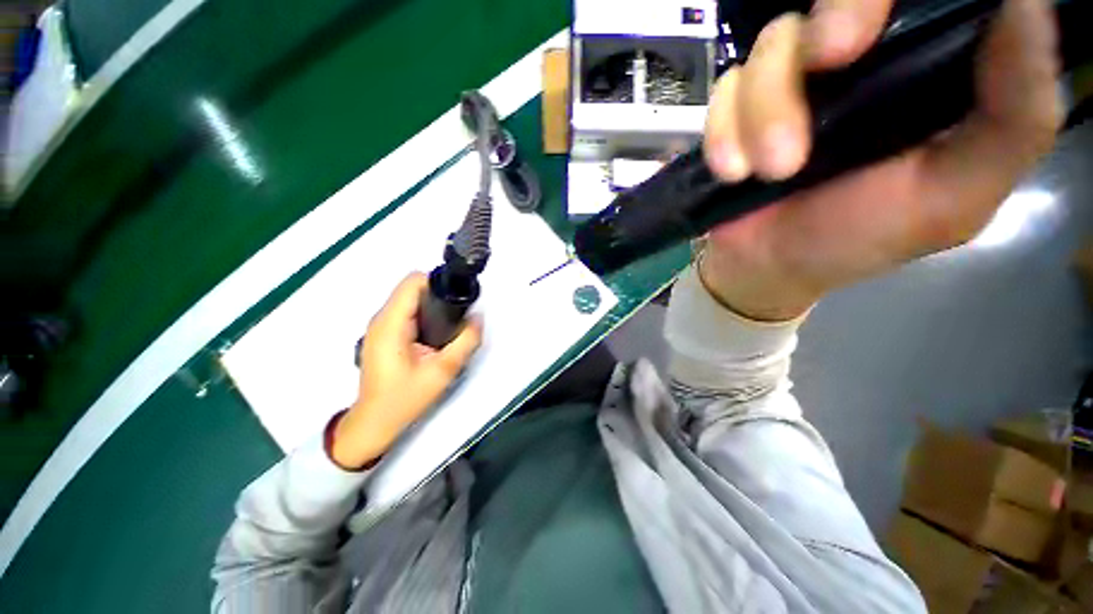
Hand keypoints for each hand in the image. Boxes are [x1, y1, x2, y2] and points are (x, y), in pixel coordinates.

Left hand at [331, 273, 482, 469]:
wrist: (375, 423)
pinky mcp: (383, 335)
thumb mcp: (443, 371)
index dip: (438, 283)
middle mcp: (381, 319)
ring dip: (433, 306)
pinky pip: (407, 313)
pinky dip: (425, 315)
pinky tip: (437, 334)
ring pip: (410, 300)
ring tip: (451, 325)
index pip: (413, 281)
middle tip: (459, 315)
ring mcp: (380, 327)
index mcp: (391, 323)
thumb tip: (479, 317)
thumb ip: (466, 341)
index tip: (458, 297)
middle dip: (438, 295)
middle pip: (412, 289)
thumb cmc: (404, 399)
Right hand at [700, 0, 1059, 320]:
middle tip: (828, 60)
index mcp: (922, 69)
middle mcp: (858, 61)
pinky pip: (725, 91)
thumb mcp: (956, 194)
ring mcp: (789, 83)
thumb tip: (1028, 8)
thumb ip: (1013, 118)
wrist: (772, 268)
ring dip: (765, 109)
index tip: (882, 24)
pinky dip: (724, 131)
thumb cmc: (862, 238)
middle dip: (833, 17)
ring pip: (772, 44)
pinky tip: (733, 172)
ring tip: (772, 171)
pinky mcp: (737, 111)